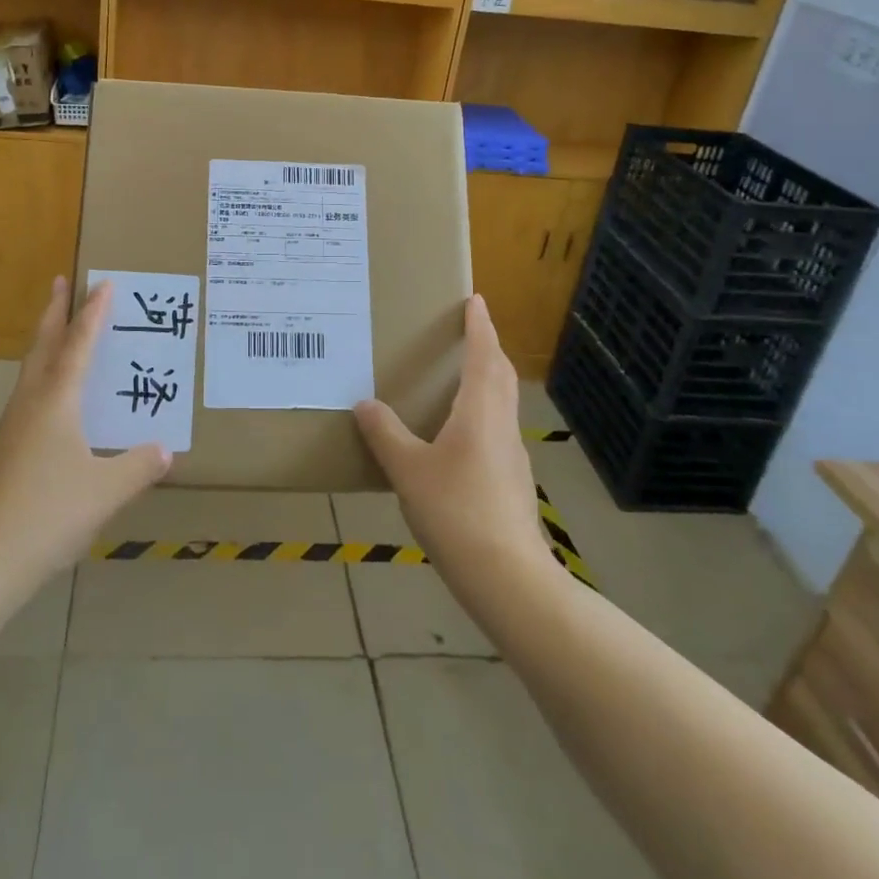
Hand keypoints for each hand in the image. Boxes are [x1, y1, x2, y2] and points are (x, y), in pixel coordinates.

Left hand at [0, 279, 170, 588]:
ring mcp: (6, 432)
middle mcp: (27, 407)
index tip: (102, 283)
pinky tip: (52, 419)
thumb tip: (164, 450)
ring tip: (61, 344)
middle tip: (60, 283)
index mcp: (55, 404)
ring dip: (45, 350)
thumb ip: (138, 467)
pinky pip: (25, 408)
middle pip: (42, 348)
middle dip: (54, 313)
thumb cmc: (47, 517)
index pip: (78, 346)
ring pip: (29, 377)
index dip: (92, 314)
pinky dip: (41, 390)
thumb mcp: (105, 493)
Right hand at [354, 295, 551, 575]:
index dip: (480, 326)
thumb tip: (365, 404)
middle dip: (488, 348)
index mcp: (480, 412)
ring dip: (488, 379)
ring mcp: (512, 455)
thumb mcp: (408, 471)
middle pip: (501, 375)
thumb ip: (385, 435)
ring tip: (462, 376)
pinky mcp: (513, 481)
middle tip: (470, 331)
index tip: (475, 300)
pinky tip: (460, 435)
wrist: (508, 577)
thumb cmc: (456, 512)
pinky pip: (498, 429)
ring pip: (503, 403)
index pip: (484, 355)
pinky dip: (484, 412)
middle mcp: (502, 425)